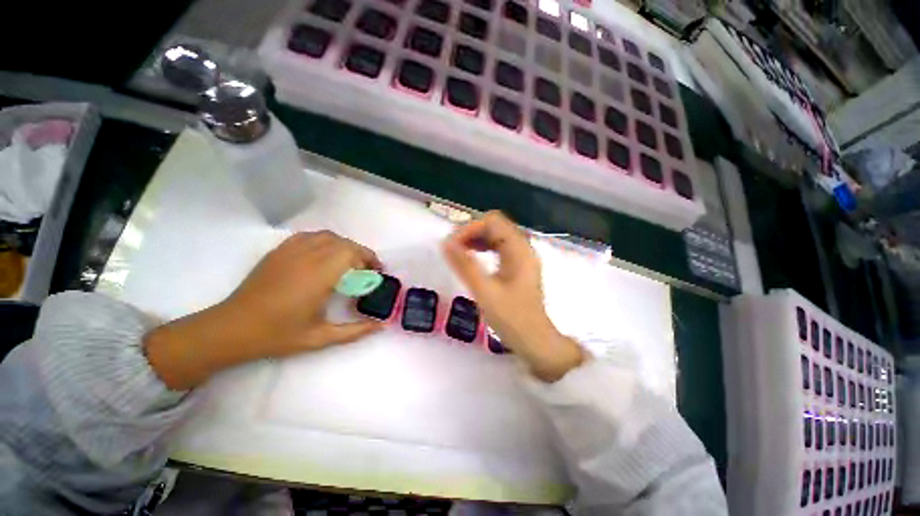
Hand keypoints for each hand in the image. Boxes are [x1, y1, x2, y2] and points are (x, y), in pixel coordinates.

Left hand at [145, 231, 383, 389]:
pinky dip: (324, 241)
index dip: (369, 259)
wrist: (232, 329)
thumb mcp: (320, 338)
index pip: (351, 253)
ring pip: (327, 236)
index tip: (377, 272)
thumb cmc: (277, 334)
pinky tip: (325, 255)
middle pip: (343, 243)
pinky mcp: (278, 251)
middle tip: (367, 270)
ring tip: (349, 262)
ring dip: (344, 246)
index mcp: (318, 276)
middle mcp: (307, 258)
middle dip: (361, 253)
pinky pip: (309, 236)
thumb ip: (355, 331)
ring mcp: (290, 251)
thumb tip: (381, 326)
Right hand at [443, 211, 582, 381]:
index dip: (469, 228)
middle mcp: (523, 247)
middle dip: (471, 232)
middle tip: (452, 249)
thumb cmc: (512, 319)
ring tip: (458, 252)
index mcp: (519, 250)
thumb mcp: (485, 292)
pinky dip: (483, 248)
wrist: (535, 341)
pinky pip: (499, 247)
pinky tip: (473, 258)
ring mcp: (522, 256)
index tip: (451, 246)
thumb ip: (465, 266)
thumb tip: (446, 244)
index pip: (492, 222)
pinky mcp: (518, 266)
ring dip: (476, 239)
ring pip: (496, 235)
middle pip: (495, 226)